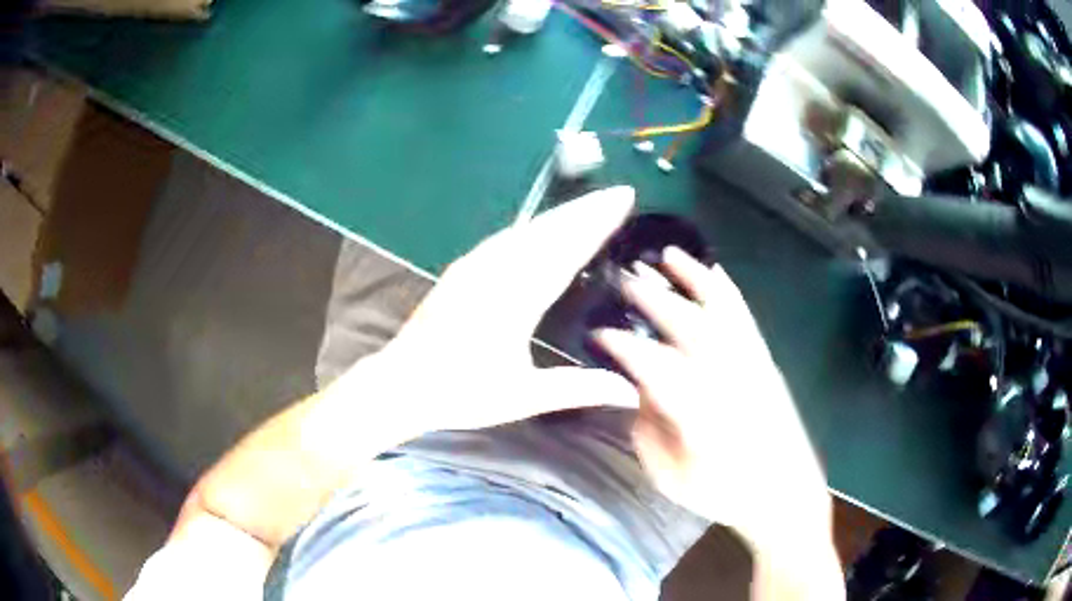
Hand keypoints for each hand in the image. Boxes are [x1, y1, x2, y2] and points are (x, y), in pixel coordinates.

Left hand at [333, 186, 640, 436]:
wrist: (401, 383)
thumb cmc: (461, 392)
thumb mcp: (524, 397)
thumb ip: (579, 389)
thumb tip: (632, 392)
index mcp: (516, 297)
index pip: (566, 249)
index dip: (597, 222)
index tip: (622, 200)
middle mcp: (496, 270)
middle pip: (549, 230)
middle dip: (586, 209)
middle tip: (618, 193)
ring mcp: (475, 266)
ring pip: (528, 229)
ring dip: (562, 215)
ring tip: (590, 206)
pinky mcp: (462, 269)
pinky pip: (507, 237)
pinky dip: (535, 227)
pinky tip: (541, 229)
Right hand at [595, 247, 831, 549]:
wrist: (782, 493)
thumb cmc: (722, 491)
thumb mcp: (669, 473)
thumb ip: (648, 427)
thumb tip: (639, 387)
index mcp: (698, 412)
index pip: (652, 366)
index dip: (622, 345)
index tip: (598, 333)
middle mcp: (727, 379)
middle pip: (686, 326)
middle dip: (652, 298)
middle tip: (624, 278)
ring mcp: (751, 365)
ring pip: (720, 310)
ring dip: (692, 278)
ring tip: (668, 254)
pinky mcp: (766, 362)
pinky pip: (746, 316)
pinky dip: (728, 290)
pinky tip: (715, 271)